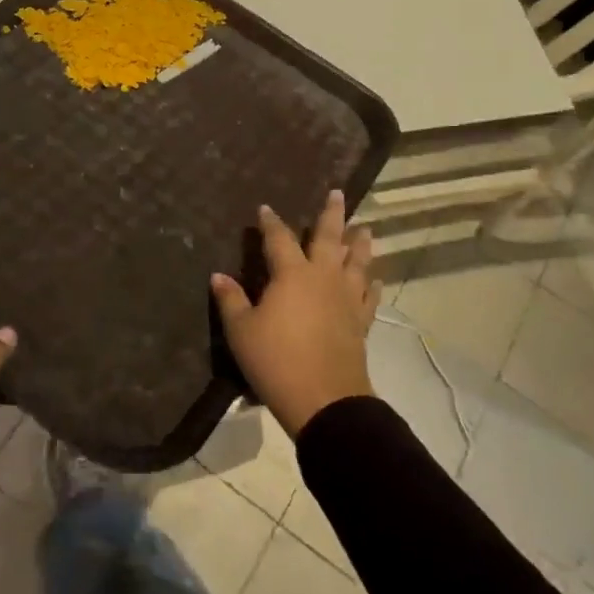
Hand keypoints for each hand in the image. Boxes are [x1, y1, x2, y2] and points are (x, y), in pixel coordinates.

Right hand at [212, 190, 379, 438]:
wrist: (325, 400)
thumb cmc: (276, 361)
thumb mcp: (242, 331)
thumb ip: (231, 300)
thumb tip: (218, 275)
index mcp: (292, 274)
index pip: (280, 238)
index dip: (271, 222)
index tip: (266, 208)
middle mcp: (323, 278)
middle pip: (329, 238)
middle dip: (332, 214)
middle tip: (339, 193)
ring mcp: (347, 299)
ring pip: (357, 262)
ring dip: (360, 243)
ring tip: (365, 228)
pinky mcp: (361, 321)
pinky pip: (370, 295)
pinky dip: (372, 283)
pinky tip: (375, 278)